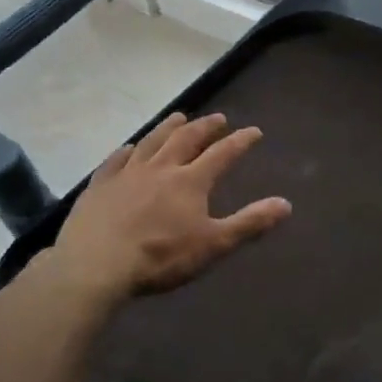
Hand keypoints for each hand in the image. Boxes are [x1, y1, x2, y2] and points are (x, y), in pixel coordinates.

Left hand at [50, 112, 290, 303]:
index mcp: (191, 181)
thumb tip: (286, 204)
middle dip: (205, 127)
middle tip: (218, 118)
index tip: (254, 131)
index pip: (222, 154)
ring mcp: (127, 173)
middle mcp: (161, 168)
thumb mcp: (213, 245)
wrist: (96, 265)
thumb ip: (249, 223)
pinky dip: (127, 150)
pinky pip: (116, 159)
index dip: (240, 142)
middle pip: (187, 139)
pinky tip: (130, 147)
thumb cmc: (160, 257)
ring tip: (179, 117)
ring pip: (152, 142)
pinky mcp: (100, 184)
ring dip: (168, 128)